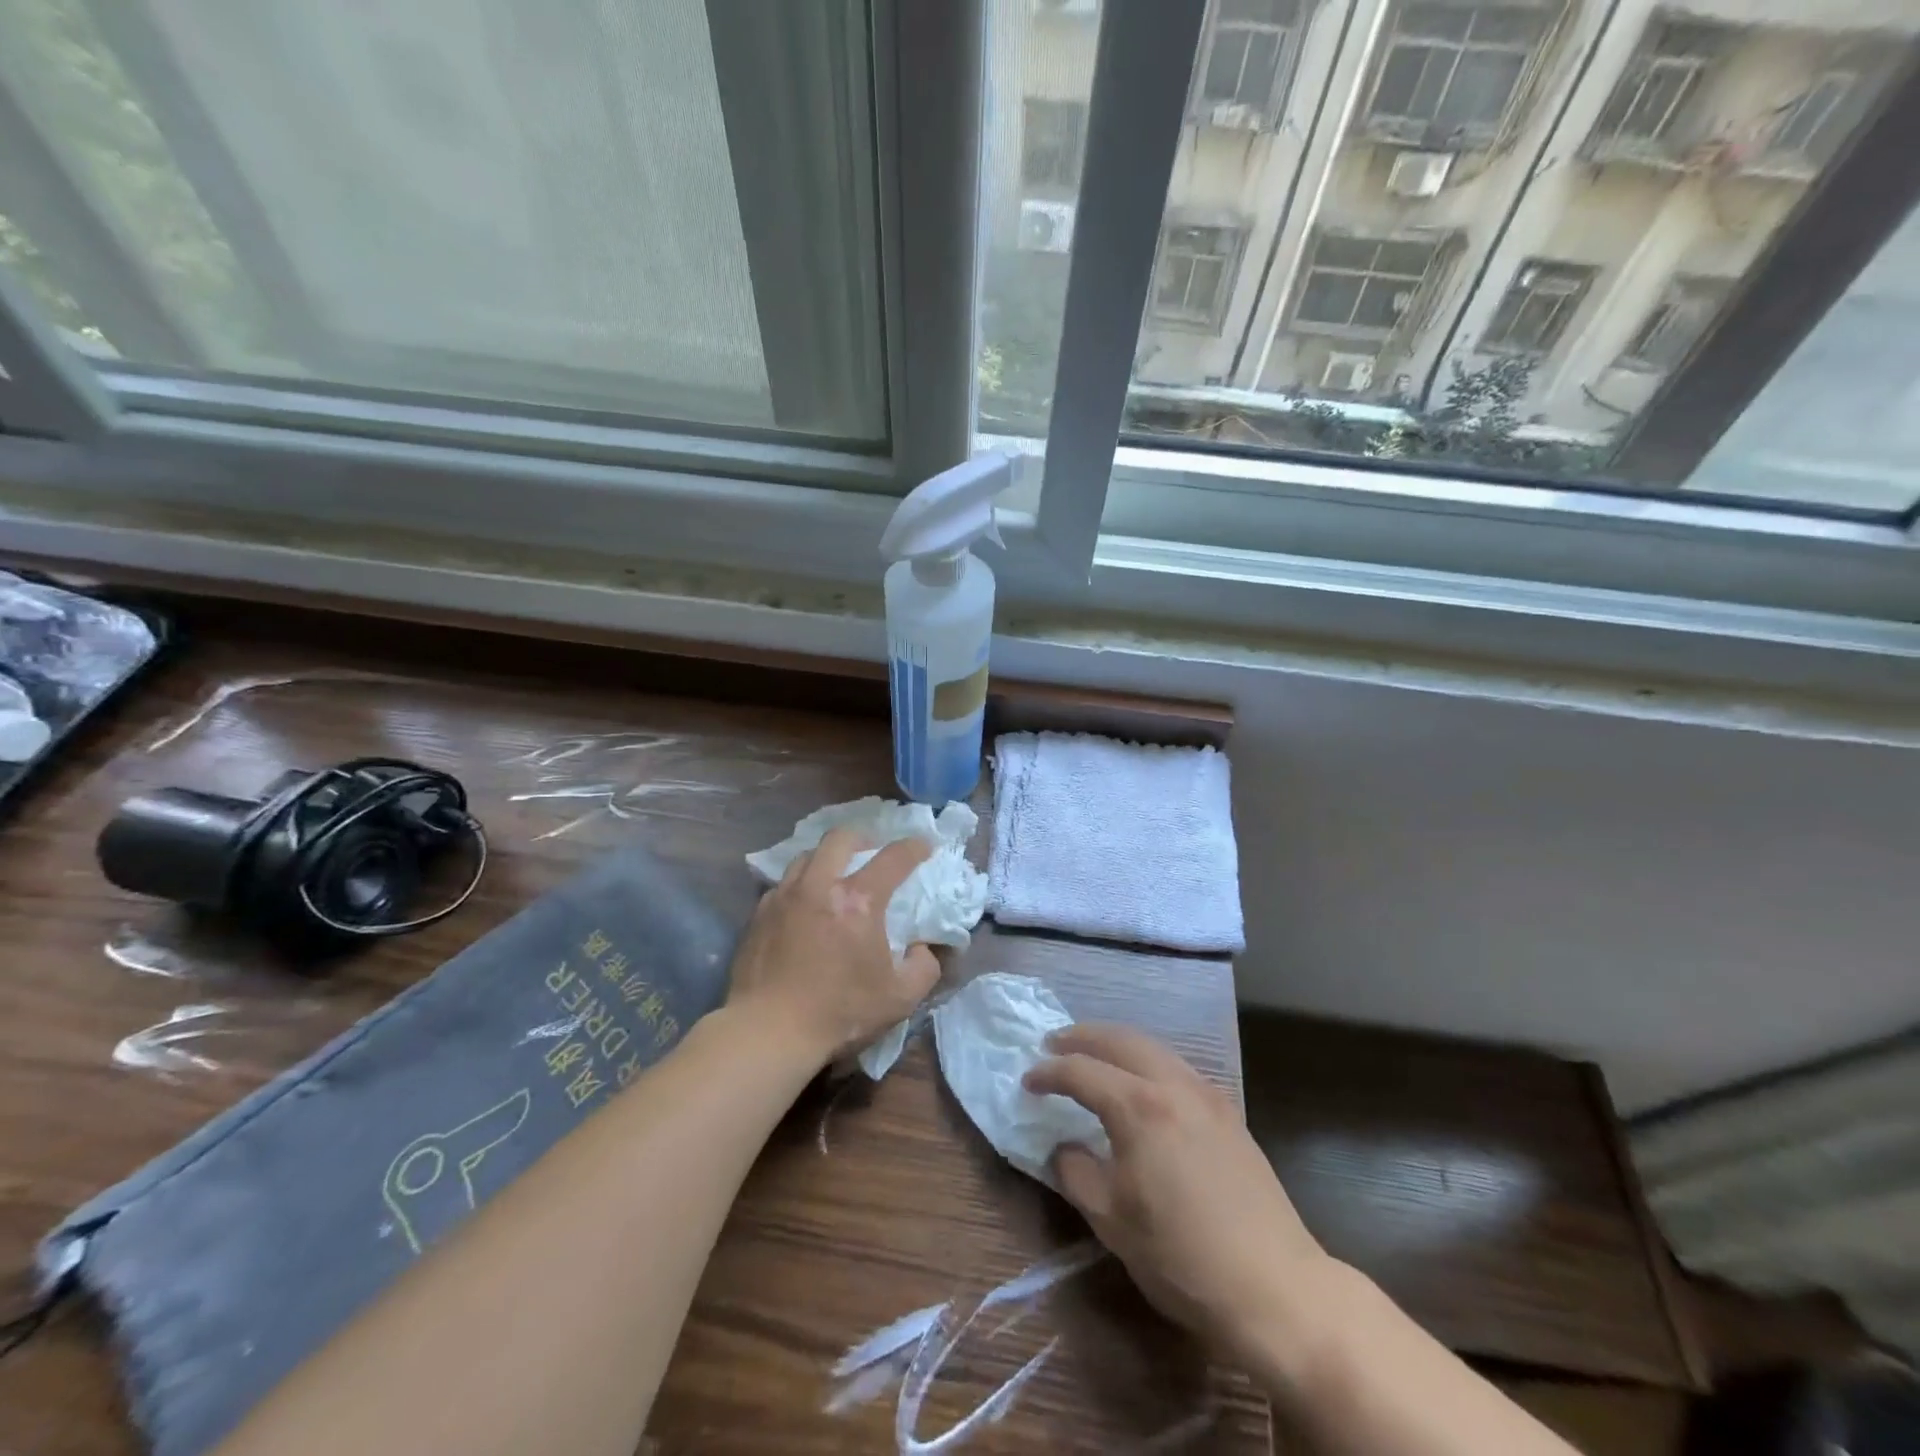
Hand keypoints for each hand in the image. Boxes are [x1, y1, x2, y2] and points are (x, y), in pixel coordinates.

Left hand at [726, 827, 938, 1068]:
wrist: (768, 1031)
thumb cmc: (839, 1013)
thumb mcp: (900, 998)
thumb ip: (924, 967)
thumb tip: (923, 948)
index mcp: (858, 900)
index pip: (893, 857)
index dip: (914, 847)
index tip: (924, 846)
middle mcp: (819, 885)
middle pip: (841, 838)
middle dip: (863, 837)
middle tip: (872, 852)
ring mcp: (784, 896)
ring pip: (807, 855)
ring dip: (828, 857)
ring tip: (835, 875)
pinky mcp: (759, 913)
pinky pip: (784, 884)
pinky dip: (801, 885)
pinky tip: (805, 906)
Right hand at [1024, 1023, 1328, 1363]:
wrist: (1276, 1288)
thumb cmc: (1183, 1258)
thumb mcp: (1112, 1221)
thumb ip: (1076, 1173)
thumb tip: (1062, 1147)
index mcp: (1139, 1108)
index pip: (1081, 1071)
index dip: (1049, 1073)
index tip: (1026, 1080)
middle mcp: (1173, 1085)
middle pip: (1120, 1040)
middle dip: (1082, 1037)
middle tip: (1053, 1044)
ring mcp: (1206, 1095)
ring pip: (1152, 1047)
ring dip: (1116, 1043)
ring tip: (1093, 1055)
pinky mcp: (1228, 1112)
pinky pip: (1176, 1066)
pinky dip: (1146, 1060)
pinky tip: (1140, 1083)